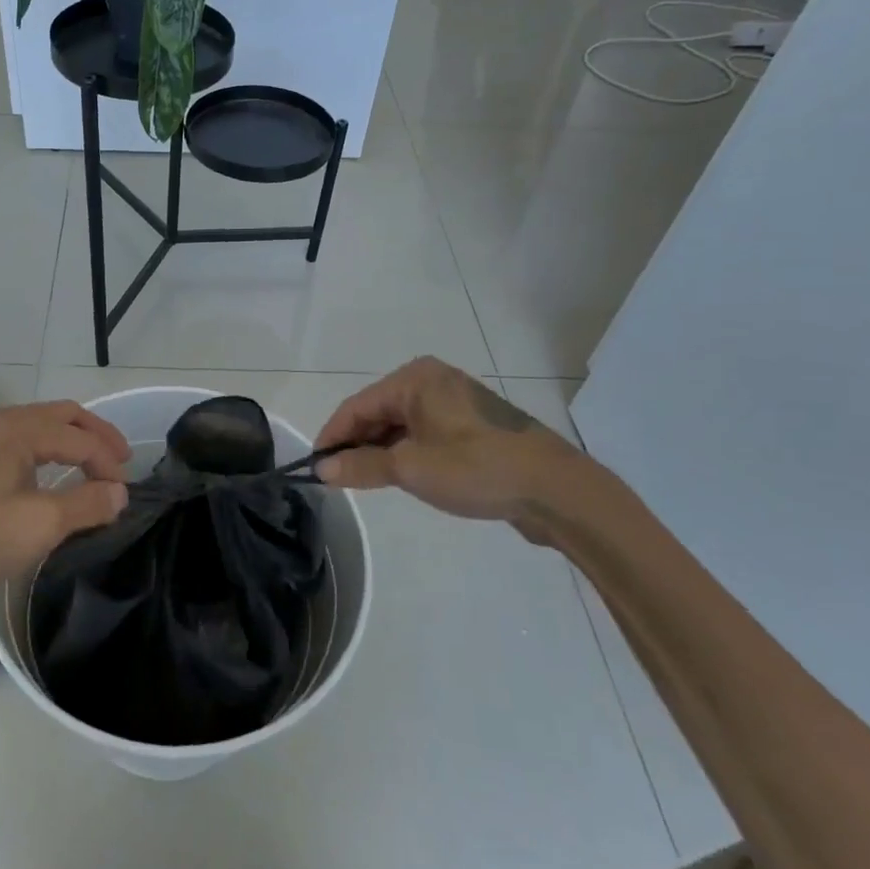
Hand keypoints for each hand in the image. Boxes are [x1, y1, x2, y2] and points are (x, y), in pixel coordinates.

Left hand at [0, 402, 130, 596]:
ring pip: (42, 424)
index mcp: (20, 429)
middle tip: (121, 461)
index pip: (80, 438)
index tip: (124, 494)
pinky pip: (24, 438)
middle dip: (97, 436)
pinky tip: (53, 471)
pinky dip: (50, 448)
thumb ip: (87, 504)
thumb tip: (119, 493)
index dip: (108, 463)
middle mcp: (3, 421)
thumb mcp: (41, 524)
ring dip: (73, 440)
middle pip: (63, 416)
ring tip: (94, 465)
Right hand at [315, 357, 581, 524]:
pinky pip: (424, 432)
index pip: (356, 406)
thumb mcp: (411, 468)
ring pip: (401, 424)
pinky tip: (402, 475)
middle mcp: (432, 380)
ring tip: (366, 481)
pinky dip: (406, 451)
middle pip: (378, 412)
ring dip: (381, 450)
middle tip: (338, 479)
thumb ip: (361, 466)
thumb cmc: (477, 468)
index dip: (332, 436)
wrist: (555, 489)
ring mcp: (455, 401)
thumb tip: (321, 468)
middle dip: (356, 444)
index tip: (313, 468)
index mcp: (414, 379)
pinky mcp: (472, 424)